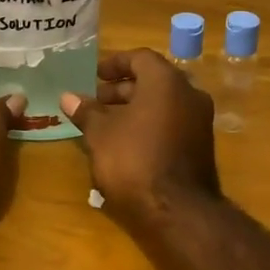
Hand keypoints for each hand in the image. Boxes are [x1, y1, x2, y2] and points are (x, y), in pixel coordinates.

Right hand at [62, 50, 221, 234]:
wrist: (177, 211)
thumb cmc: (134, 160)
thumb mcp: (101, 134)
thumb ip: (86, 111)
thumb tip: (68, 96)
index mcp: (166, 81)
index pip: (140, 58)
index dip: (115, 64)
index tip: (94, 75)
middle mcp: (189, 94)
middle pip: (153, 80)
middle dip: (122, 89)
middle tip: (96, 101)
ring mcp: (200, 121)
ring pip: (163, 104)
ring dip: (135, 108)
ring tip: (106, 124)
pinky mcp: (201, 146)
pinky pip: (172, 123)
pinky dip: (150, 124)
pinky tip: (127, 143)